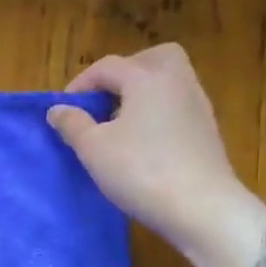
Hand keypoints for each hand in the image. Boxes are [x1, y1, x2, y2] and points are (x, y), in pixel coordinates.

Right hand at [47, 45, 265, 266]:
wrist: (201, 208)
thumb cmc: (140, 171)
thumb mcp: (93, 149)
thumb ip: (73, 124)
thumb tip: (58, 109)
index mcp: (147, 78)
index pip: (107, 67)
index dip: (80, 84)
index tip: (64, 110)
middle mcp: (177, 82)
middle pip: (152, 59)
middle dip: (124, 72)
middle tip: (103, 99)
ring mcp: (197, 106)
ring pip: (169, 81)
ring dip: (142, 93)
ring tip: (119, 123)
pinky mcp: (207, 131)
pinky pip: (178, 105)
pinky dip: (158, 112)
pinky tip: (143, 141)